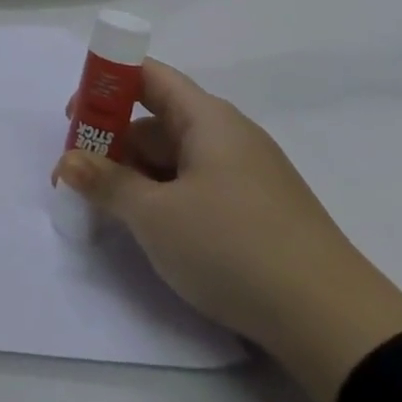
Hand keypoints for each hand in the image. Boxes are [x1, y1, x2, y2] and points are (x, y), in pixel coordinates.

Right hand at [56, 61, 401, 401]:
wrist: (335, 325)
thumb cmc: (234, 247)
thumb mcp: (155, 216)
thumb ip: (106, 183)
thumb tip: (67, 161)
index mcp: (207, 119)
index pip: (150, 76)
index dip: (107, 84)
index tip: (74, 115)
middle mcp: (228, 137)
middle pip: (157, 121)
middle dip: (112, 142)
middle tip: (75, 175)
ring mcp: (246, 176)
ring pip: (175, 159)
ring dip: (135, 175)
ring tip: (104, 207)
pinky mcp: (256, 213)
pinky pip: (195, 188)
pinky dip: (163, 198)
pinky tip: (147, 228)